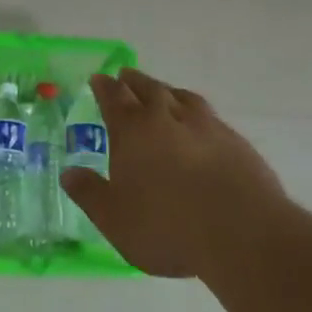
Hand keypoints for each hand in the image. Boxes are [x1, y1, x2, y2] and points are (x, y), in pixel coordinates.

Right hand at [60, 68, 282, 277]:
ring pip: (182, 97)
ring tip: (163, 92)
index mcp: (133, 131)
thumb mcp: (115, 219)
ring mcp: (206, 126)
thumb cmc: (167, 227)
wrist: (243, 235)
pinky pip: (209, 116)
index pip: (114, 98)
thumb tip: (69, 174)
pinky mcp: (236, 142)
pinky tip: (200, 125)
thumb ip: (90, 194)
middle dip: (134, 81)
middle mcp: (167, 118)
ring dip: (167, 91)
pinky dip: (196, 113)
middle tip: (125, 75)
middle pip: (148, 89)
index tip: (98, 78)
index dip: (104, 87)